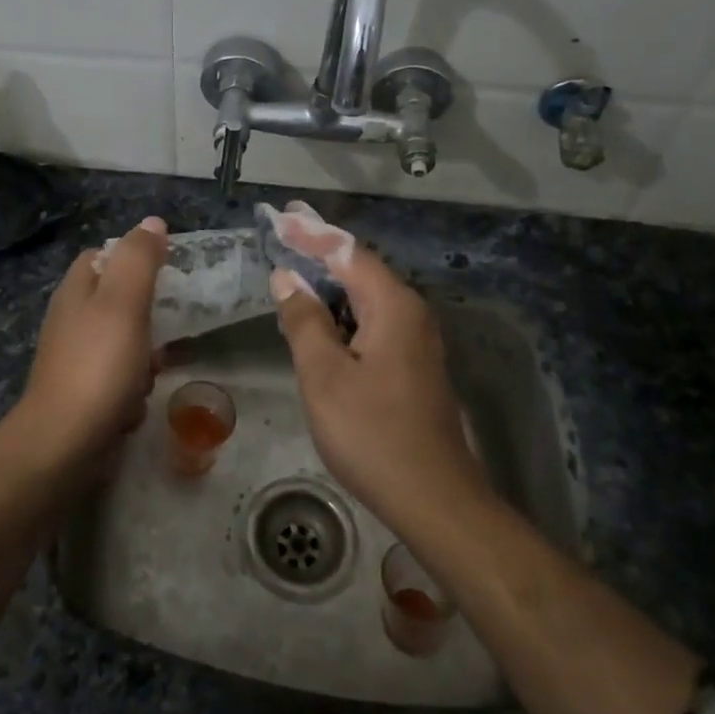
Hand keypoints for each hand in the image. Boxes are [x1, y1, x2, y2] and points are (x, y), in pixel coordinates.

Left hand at [8, 215, 167, 480]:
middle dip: (147, 320)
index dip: (134, 259)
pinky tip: (132, 408)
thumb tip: (153, 223)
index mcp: (76, 290)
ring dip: (143, 362)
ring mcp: (75, 360)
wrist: (64, 443)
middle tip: (162, 331)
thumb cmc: (98, 365)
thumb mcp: (124, 301)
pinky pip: (118, 384)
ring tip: (147, 375)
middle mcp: (71, 320)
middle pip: (119, 304)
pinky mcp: (83, 396)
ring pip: (125, 346)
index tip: (166, 273)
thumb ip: (139, 259)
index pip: (103, 257)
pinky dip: (130, 394)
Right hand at [268, 217, 487, 533]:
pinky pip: (372, 320)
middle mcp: (410, 313)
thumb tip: (287, 277)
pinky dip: (342, 309)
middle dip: (320, 249)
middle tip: (283, 233)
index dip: (312, 232)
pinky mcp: (412, 365)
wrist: (433, 497)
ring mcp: (416, 340)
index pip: (347, 252)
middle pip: (360, 268)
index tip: (281, 216)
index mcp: (393, 306)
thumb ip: (304, 320)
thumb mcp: (324, 375)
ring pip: (366, 296)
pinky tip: (320, 317)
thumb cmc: (372, 433)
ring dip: (330, 280)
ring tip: (293, 267)